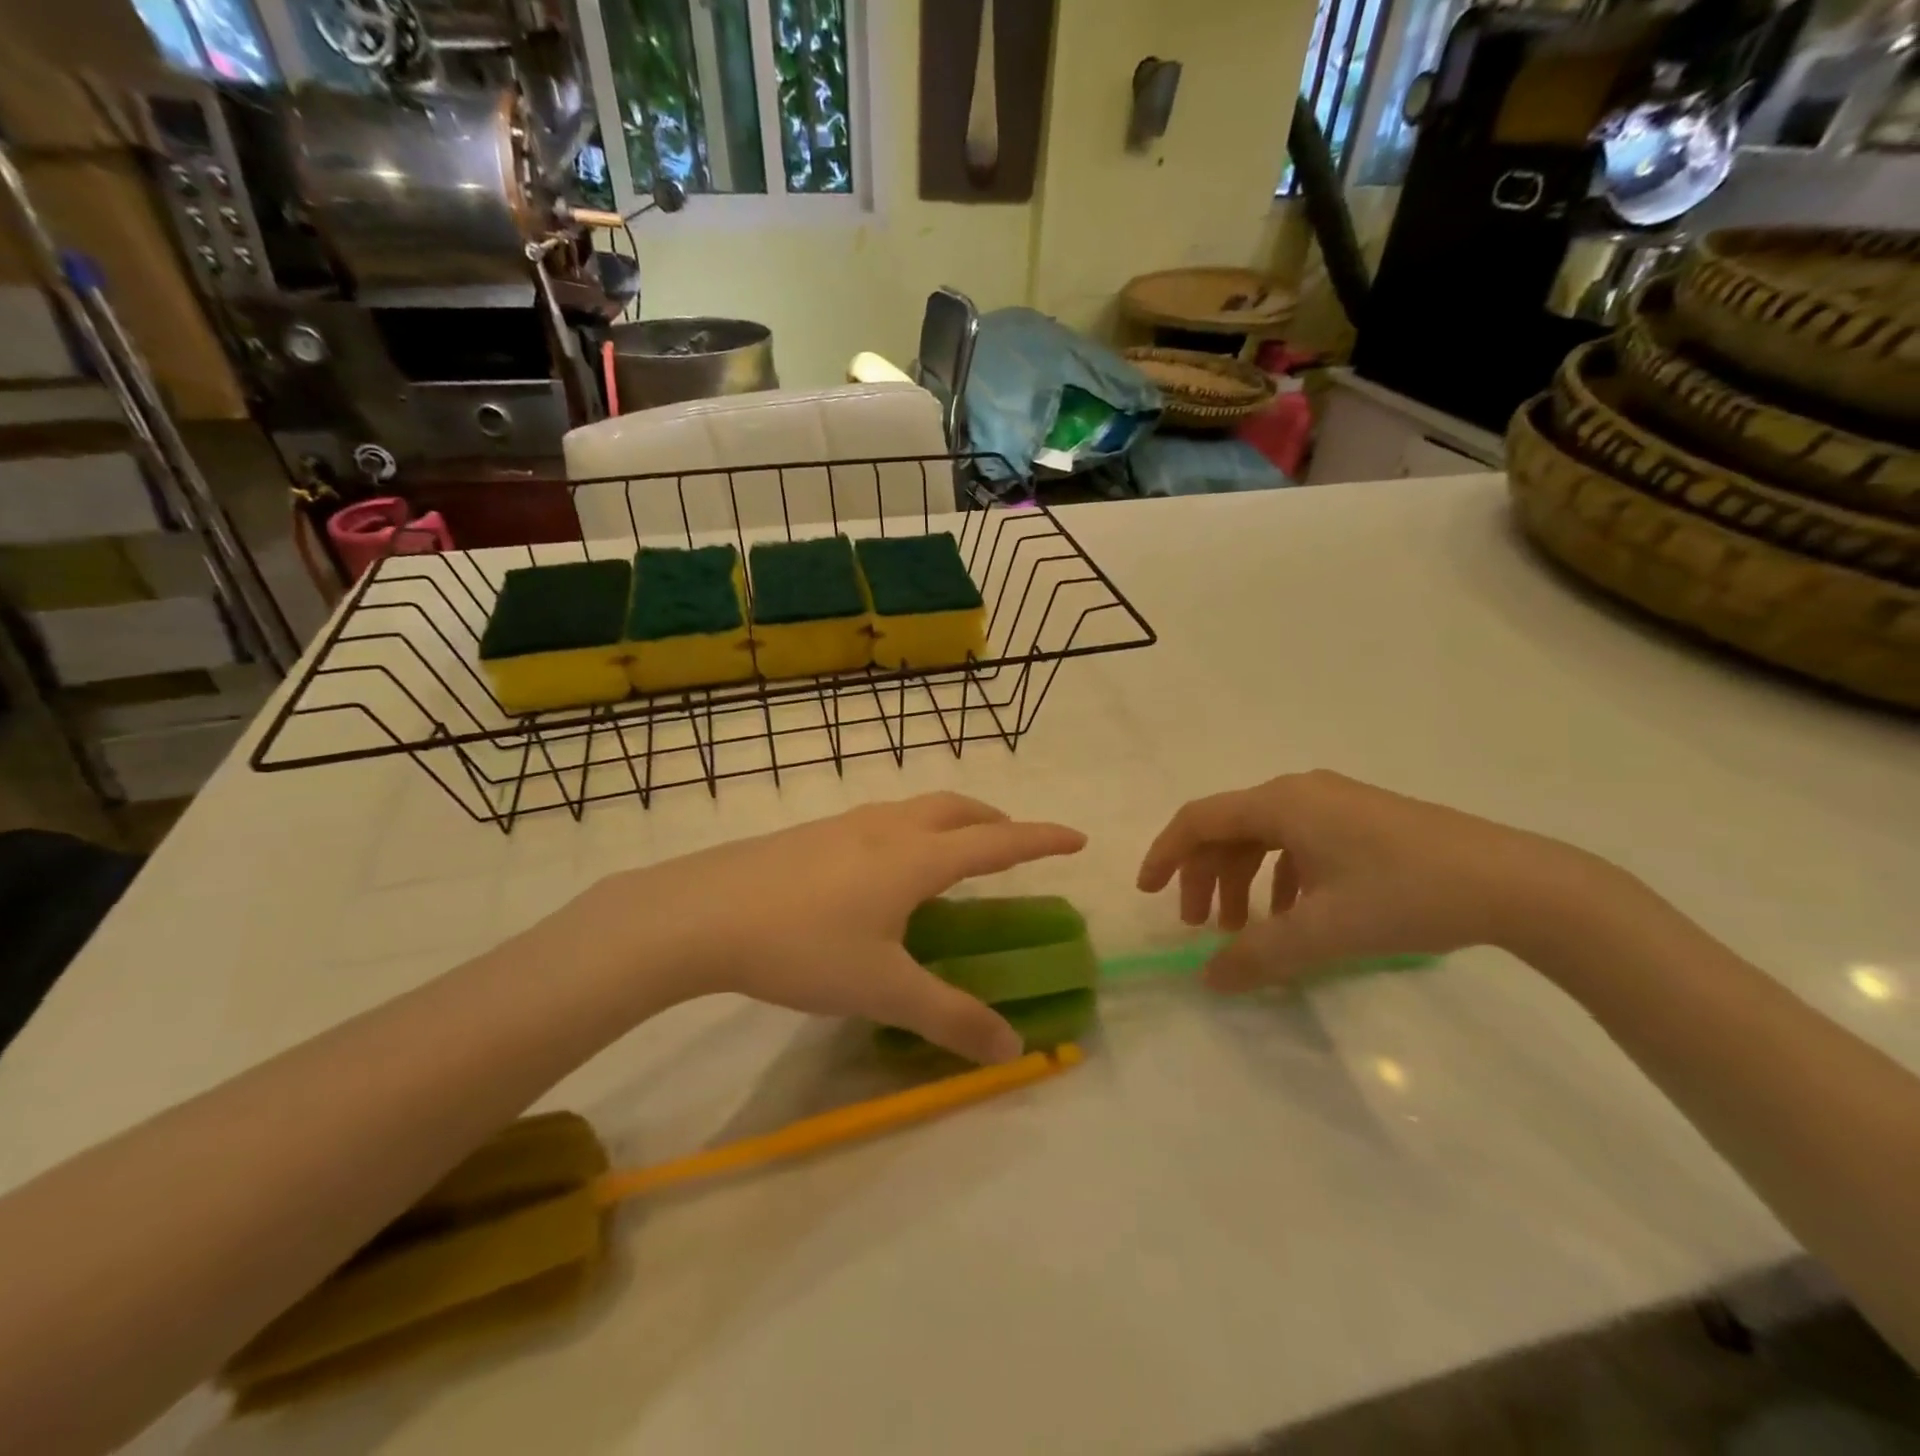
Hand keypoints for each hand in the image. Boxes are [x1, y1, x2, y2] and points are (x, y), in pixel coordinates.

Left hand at [582, 794, 1085, 1062]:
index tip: (1078, 837)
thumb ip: (950, 1017)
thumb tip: (1012, 1048)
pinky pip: (882, 820)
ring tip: (955, 853)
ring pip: (916, 808)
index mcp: (916, 858)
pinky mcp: (812, 834)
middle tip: (1014, 843)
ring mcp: (846, 824)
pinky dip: (910, 830)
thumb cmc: (804, 946)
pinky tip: (885, 867)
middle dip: (996, 821)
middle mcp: (888, 828)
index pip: (997, 842)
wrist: (702, 913)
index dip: (1042, 839)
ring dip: (951, 821)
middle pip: (958, 809)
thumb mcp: (883, 990)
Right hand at [1137, 771, 1609, 990]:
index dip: (1165, 854)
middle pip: (1229, 829)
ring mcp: (1335, 803)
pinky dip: (1281, 878)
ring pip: (1265, 837)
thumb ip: (1257, 957)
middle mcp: (1300, 792)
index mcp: (1281, 804)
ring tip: (1247, 930)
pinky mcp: (1363, 819)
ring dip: (1244, 881)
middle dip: (1207, 878)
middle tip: (1204, 928)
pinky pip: (1300, 842)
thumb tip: (1208, 980)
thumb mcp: (1322, 932)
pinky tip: (1296, 915)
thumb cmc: (1405, 895)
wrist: (1516, 882)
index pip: (1199, 820)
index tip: (1148, 893)